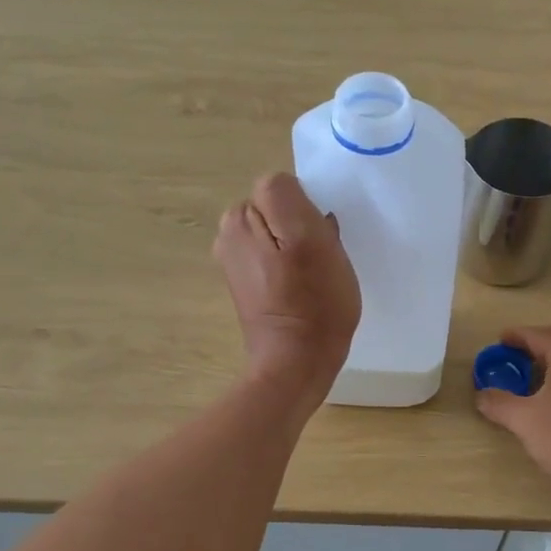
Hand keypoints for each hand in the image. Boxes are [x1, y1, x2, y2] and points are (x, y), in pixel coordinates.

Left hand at [214, 173, 358, 397]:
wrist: (297, 363)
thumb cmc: (313, 302)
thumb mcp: (310, 239)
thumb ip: (287, 198)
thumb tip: (287, 191)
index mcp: (240, 218)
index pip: (283, 187)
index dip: (308, 209)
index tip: (321, 238)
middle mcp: (229, 234)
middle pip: (279, 209)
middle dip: (302, 227)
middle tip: (320, 259)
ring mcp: (235, 261)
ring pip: (280, 234)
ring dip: (299, 247)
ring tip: (314, 277)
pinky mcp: (247, 284)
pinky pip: (276, 257)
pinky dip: (291, 267)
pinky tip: (303, 289)